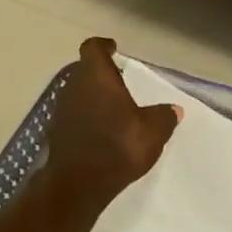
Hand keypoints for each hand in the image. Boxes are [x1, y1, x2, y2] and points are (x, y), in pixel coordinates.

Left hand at [46, 38, 180, 209]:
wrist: (78, 185)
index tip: (113, 48)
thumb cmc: (118, 146)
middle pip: (85, 71)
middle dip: (101, 74)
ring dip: (93, 98)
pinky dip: (86, 118)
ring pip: (78, 94)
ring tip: (114, 109)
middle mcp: (74, 87)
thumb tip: (174, 110)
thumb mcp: (153, 131)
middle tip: (120, 82)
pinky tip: (102, 133)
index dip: (103, 46)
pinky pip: (74, 116)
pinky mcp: (57, 133)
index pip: (93, 48)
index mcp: (96, 77)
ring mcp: (61, 111)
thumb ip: (164, 117)